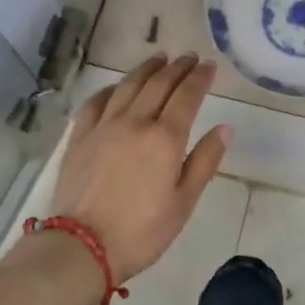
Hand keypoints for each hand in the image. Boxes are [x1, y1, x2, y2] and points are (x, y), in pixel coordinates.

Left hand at [43, 54, 230, 284]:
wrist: (82, 247)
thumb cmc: (142, 231)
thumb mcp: (184, 202)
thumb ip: (205, 161)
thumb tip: (225, 128)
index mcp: (165, 138)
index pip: (187, 96)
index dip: (200, 78)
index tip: (209, 65)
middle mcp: (135, 122)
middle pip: (158, 84)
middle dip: (177, 68)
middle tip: (189, 58)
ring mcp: (103, 126)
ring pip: (128, 86)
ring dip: (146, 70)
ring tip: (158, 59)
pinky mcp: (80, 137)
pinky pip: (96, 102)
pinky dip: (111, 88)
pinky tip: (117, 87)